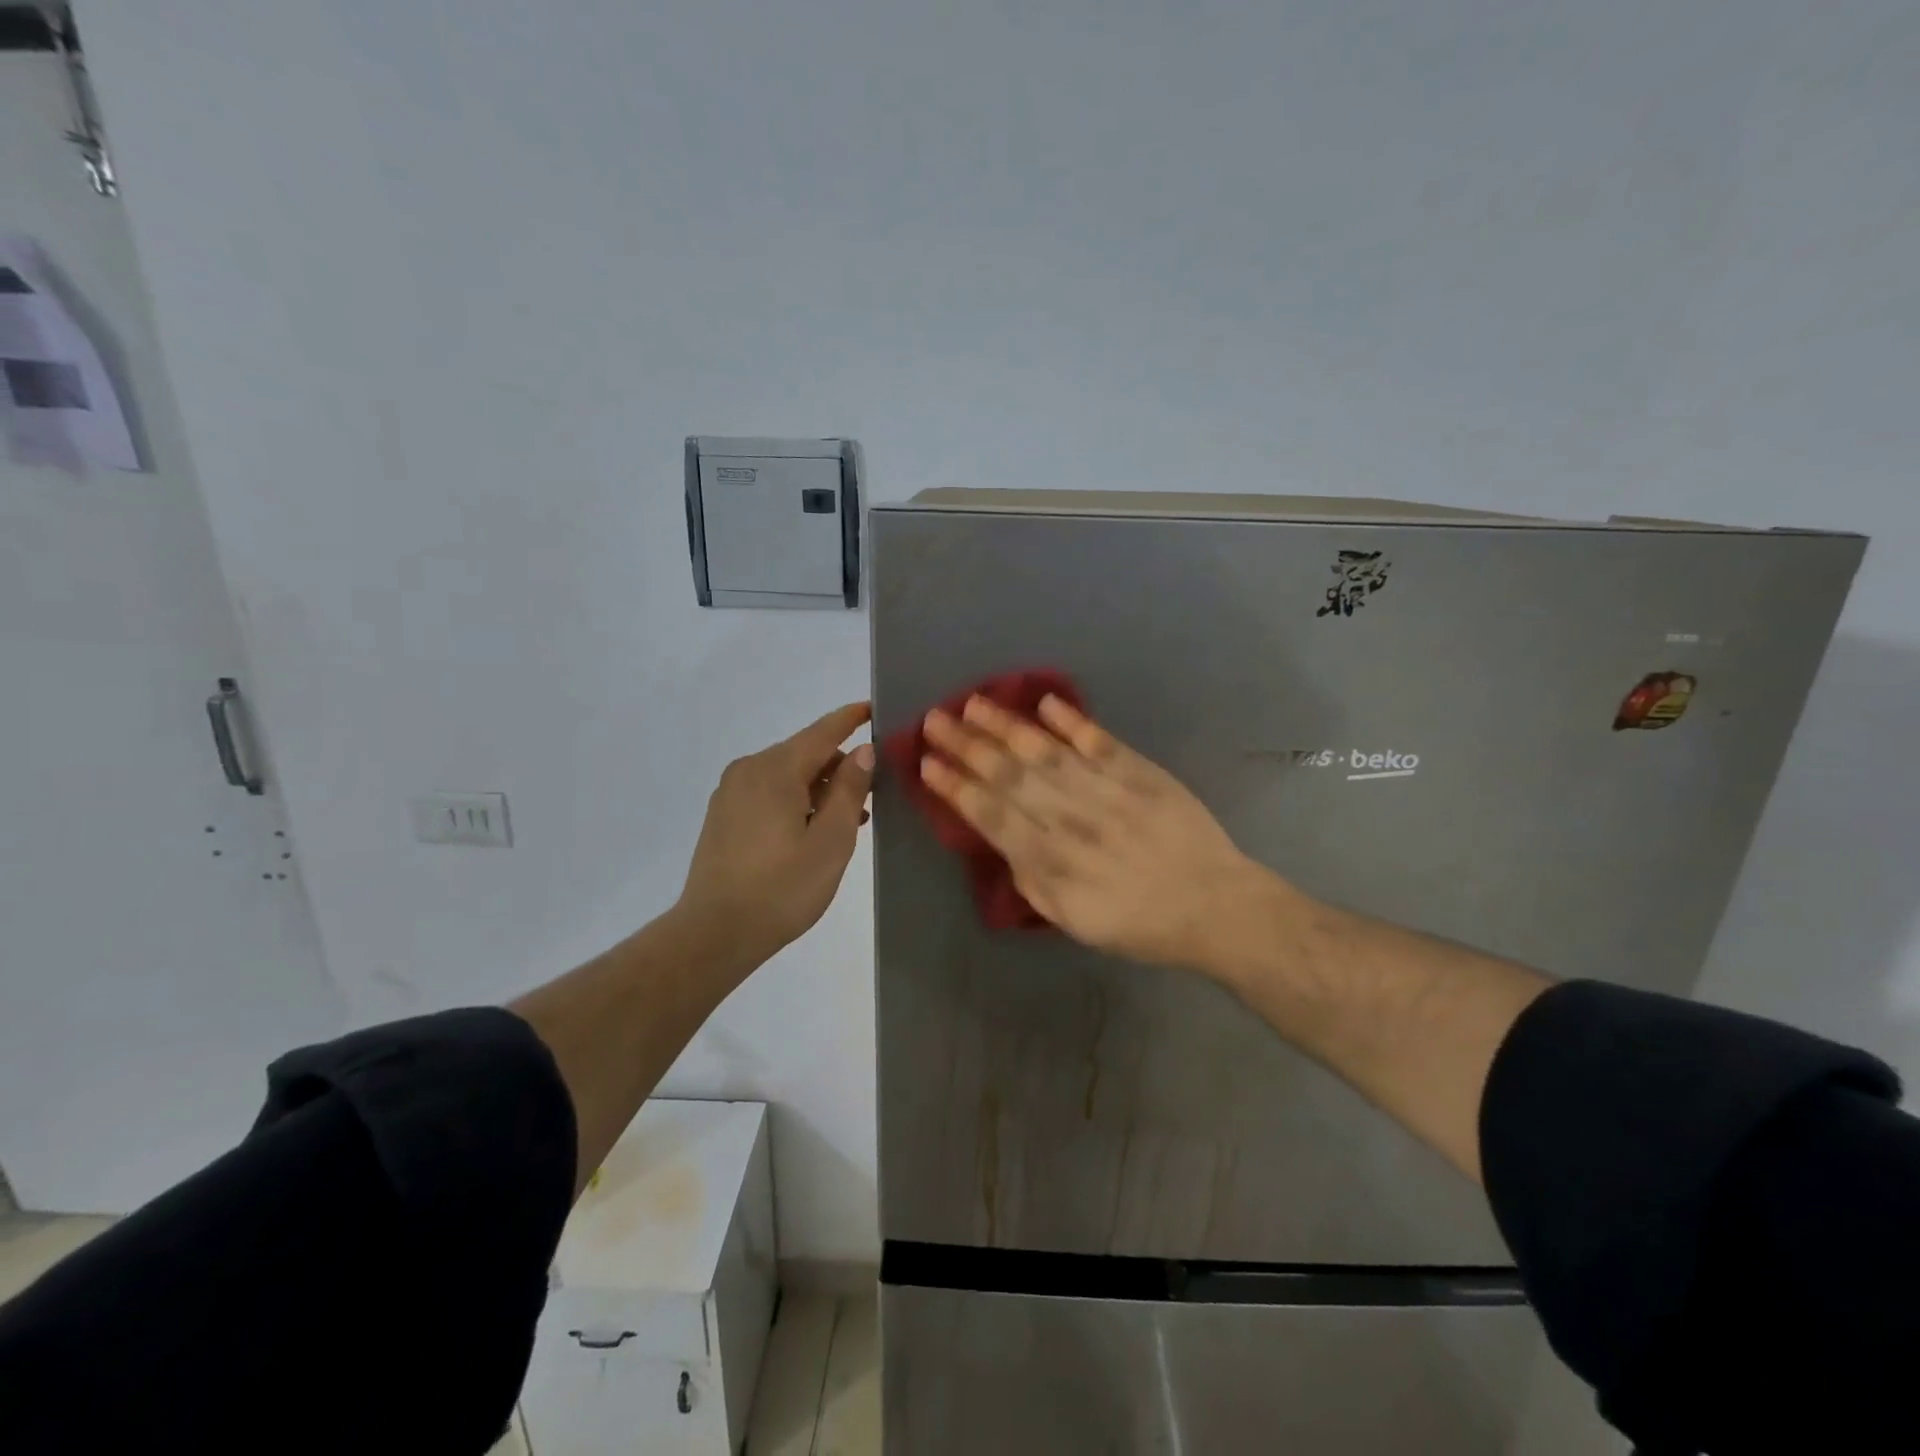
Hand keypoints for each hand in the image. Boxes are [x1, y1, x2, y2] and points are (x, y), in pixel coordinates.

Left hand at [678, 702, 875, 966]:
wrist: (715, 933)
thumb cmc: (782, 888)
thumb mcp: (831, 840)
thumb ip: (849, 790)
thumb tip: (863, 751)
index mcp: (776, 769)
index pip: (822, 731)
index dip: (851, 718)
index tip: (874, 708)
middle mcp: (749, 769)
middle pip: (805, 753)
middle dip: (839, 765)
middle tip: (873, 793)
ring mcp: (731, 793)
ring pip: (787, 776)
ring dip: (819, 788)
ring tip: (850, 819)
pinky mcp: (723, 816)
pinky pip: (769, 793)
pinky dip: (796, 801)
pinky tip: (814, 830)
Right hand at [920, 694, 1288, 974]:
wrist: (1212, 905)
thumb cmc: (1139, 923)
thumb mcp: (1073, 921)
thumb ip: (1032, 882)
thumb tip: (1005, 846)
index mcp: (1049, 860)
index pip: (990, 815)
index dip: (956, 787)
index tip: (927, 764)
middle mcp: (1068, 818)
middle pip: (1007, 775)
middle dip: (966, 746)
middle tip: (934, 719)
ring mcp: (1104, 790)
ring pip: (1044, 752)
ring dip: (1005, 726)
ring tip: (973, 703)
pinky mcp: (1137, 771)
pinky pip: (1097, 741)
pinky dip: (1071, 721)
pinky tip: (1045, 703)